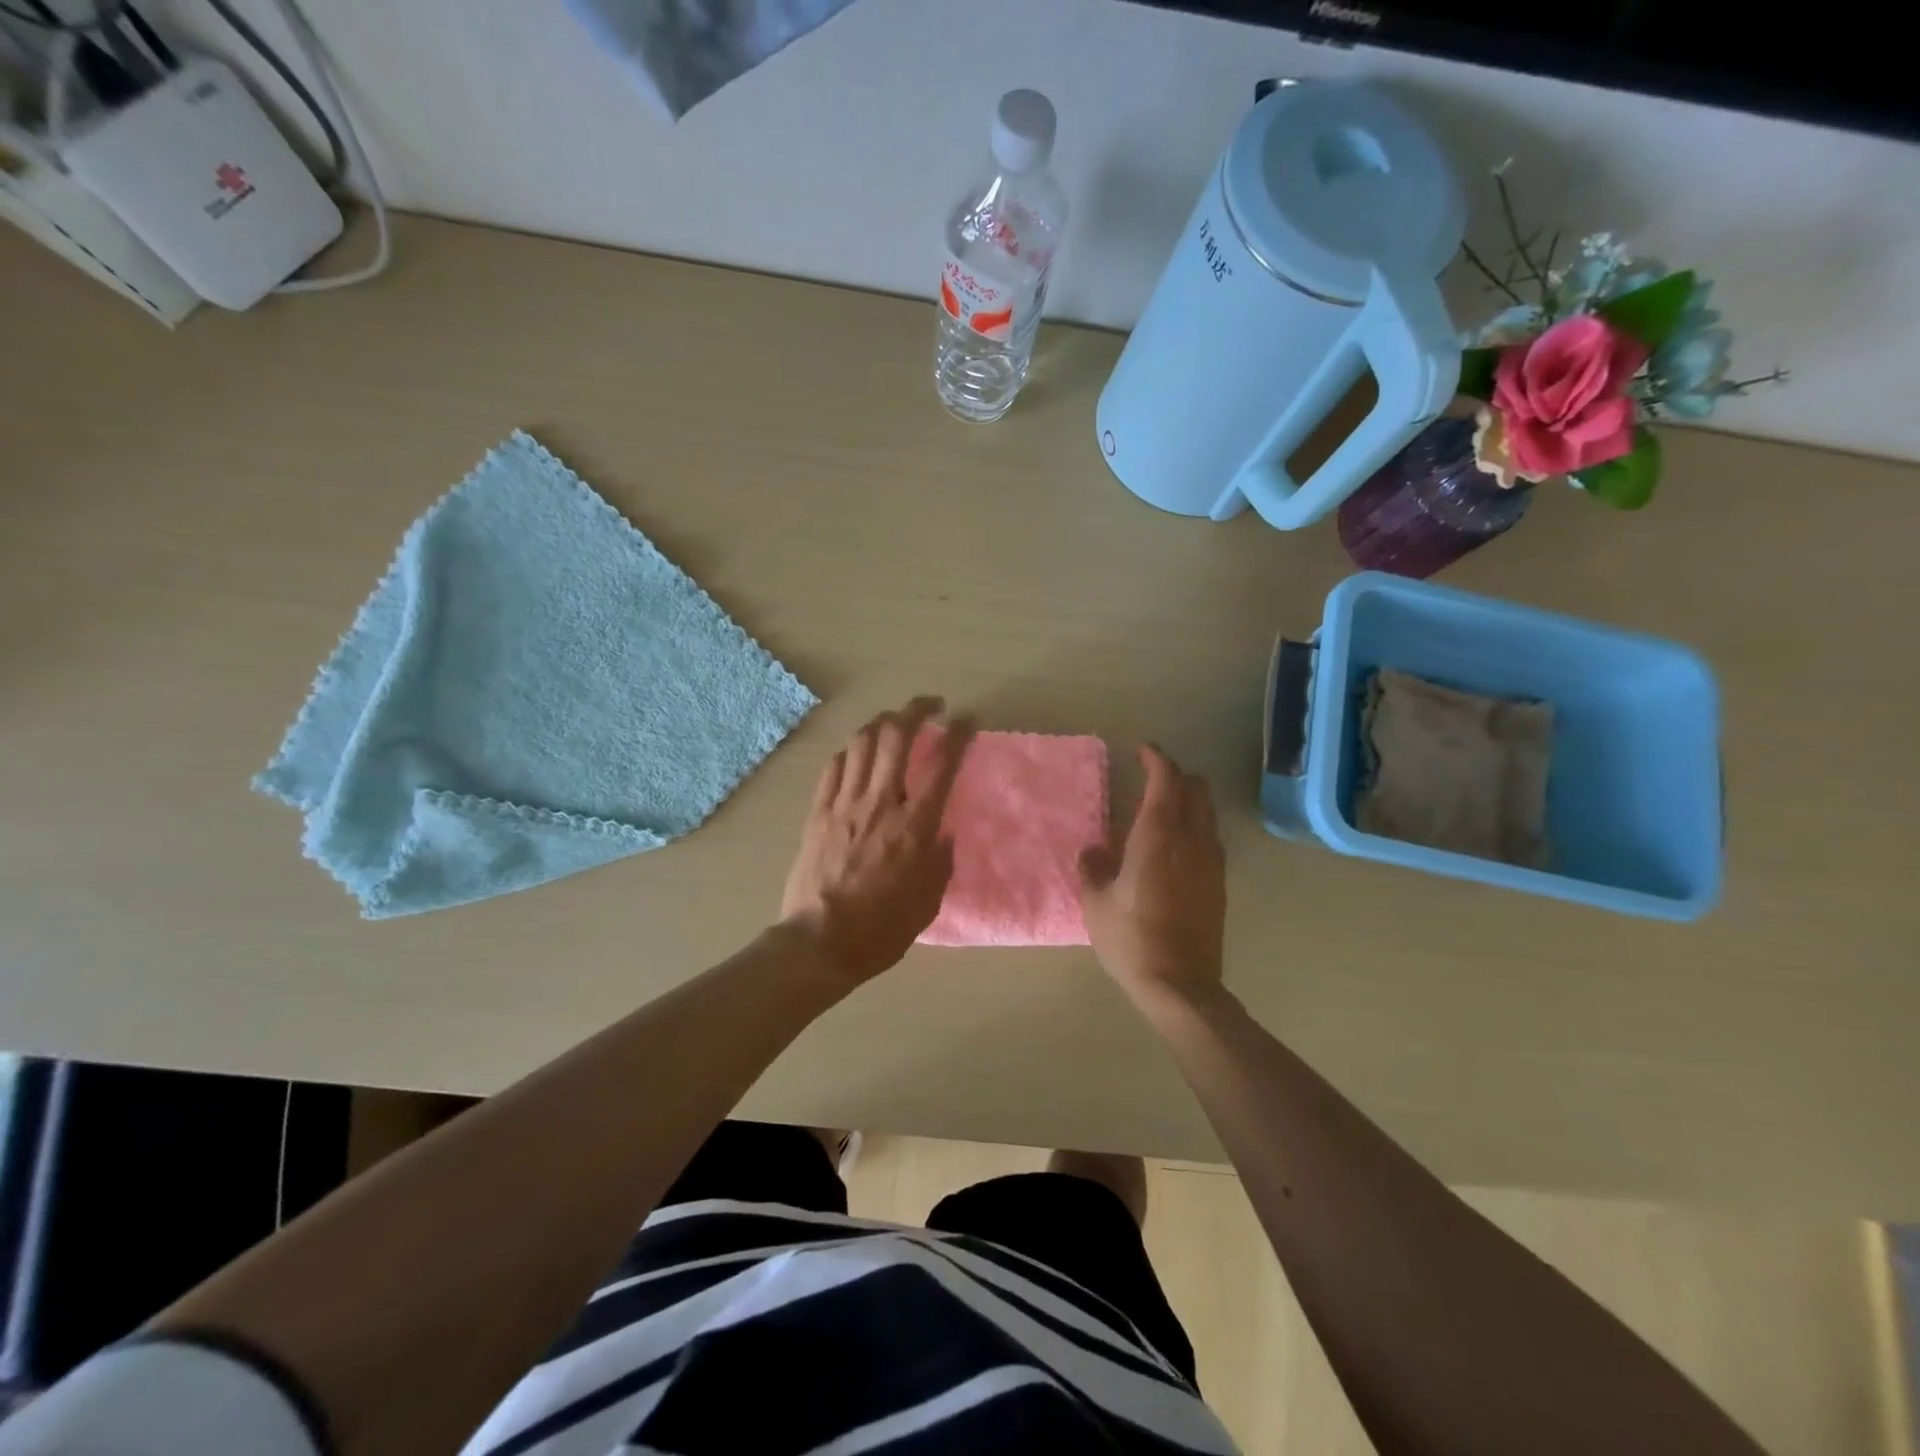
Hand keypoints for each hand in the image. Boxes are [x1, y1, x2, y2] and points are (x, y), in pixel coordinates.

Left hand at [780, 697, 973, 985]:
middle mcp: (880, 803)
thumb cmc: (881, 930)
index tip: (968, 719)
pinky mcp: (817, 812)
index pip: (942, 766)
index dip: (958, 735)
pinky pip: (834, 766)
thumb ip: (940, 862)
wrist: (818, 943)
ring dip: (882, 722)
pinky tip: (858, 751)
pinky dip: (851, 750)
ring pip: (862, 742)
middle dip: (916, 710)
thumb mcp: (928, 902)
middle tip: (931, 705)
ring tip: (894, 721)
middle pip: (896, 737)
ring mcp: (844, 804)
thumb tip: (942, 834)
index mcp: (914, 827)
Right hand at [1079, 745, 1226, 1008]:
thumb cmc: (1130, 939)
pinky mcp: (1219, 883)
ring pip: (1207, 812)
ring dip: (1188, 801)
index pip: (1166, 779)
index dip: (1155, 759)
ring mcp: (1211, 861)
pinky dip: (1195, 827)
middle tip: (1150, 779)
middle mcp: (1191, 839)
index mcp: (1158, 835)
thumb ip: (1093, 867)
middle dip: (1175, 776)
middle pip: (1195, 788)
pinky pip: (1210, 838)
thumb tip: (1094, 850)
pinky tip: (1175, 848)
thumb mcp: (1096, 902)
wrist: (1180, 985)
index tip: (1141, 751)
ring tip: (1161, 812)